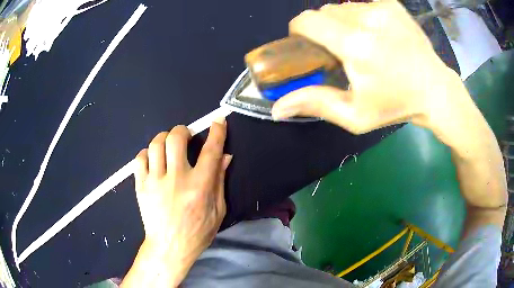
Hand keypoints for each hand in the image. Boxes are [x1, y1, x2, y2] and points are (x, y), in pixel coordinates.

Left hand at [123, 119, 231, 286]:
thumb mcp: (217, 211)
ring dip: (164, 138)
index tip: (218, 120)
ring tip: (168, 145)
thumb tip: (225, 157)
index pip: (210, 151)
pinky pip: (139, 159)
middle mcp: (176, 179)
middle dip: (183, 130)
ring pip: (156, 145)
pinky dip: (147, 153)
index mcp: (199, 187)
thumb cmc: (197, 232)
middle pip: (176, 139)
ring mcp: (155, 182)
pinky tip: (153, 159)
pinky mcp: (141, 186)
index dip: (216, 132)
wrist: (169, 247)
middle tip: (186, 136)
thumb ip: (220, 181)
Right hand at [271, 0, 459, 133]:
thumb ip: (315, 104)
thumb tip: (276, 108)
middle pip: (323, 12)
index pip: (307, 21)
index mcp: (356, 45)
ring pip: (342, 7)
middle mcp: (367, 18)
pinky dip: (360, 17)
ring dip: (341, 22)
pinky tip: (377, 34)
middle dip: (322, 29)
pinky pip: (362, 4)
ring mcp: (382, 8)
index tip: (307, 44)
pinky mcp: (392, 4)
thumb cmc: (396, 106)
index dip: (299, 30)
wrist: (435, 90)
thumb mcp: (356, 116)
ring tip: (361, 42)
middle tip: (338, 49)